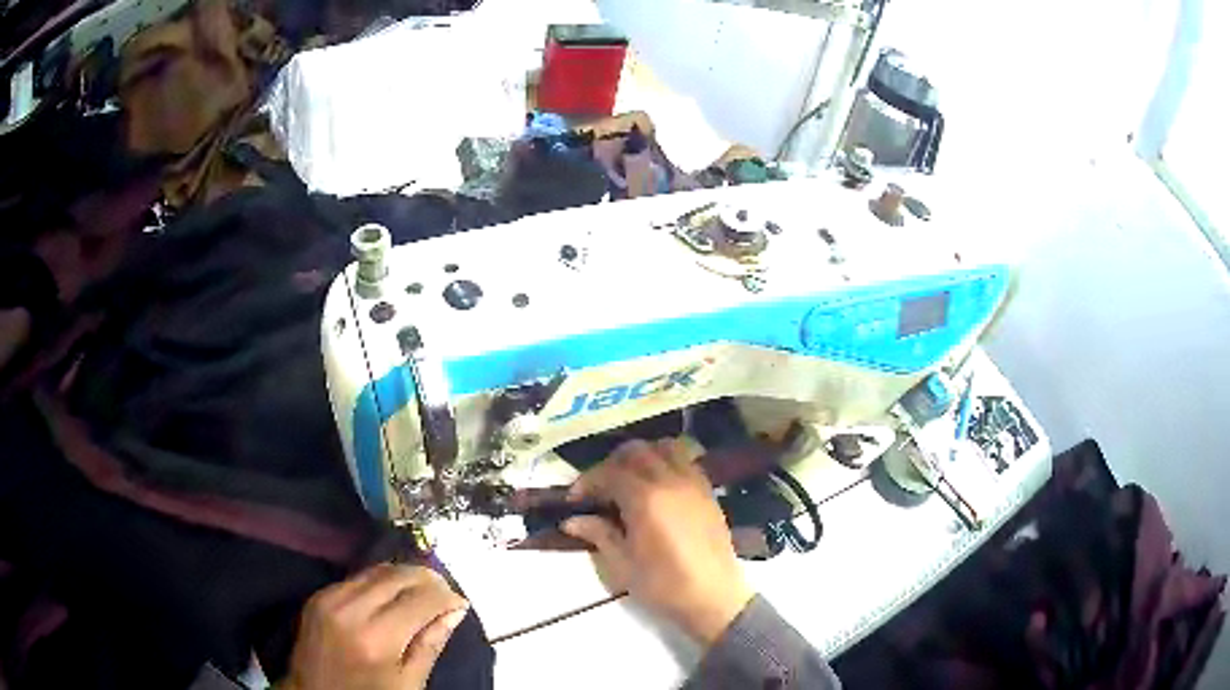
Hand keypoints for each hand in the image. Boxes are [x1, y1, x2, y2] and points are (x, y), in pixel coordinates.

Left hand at [284, 564, 468, 689]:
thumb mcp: (407, 684)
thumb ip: (430, 645)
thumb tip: (455, 610)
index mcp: (377, 638)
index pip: (421, 600)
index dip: (446, 597)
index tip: (460, 602)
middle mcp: (350, 609)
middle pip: (397, 576)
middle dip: (427, 578)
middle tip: (446, 591)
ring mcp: (329, 598)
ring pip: (376, 570)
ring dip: (404, 575)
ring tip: (424, 588)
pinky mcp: (318, 596)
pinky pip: (357, 577)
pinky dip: (381, 580)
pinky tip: (393, 593)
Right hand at [562, 439, 753, 647]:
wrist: (714, 597)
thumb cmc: (664, 585)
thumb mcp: (623, 565)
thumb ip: (599, 534)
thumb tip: (572, 520)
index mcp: (645, 499)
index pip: (609, 473)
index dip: (588, 481)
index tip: (575, 499)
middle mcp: (670, 481)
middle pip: (637, 451)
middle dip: (612, 463)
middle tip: (600, 487)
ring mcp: (693, 483)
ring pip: (665, 448)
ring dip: (643, 456)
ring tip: (631, 480)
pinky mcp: (708, 492)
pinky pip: (687, 461)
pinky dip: (668, 462)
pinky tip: (659, 486)